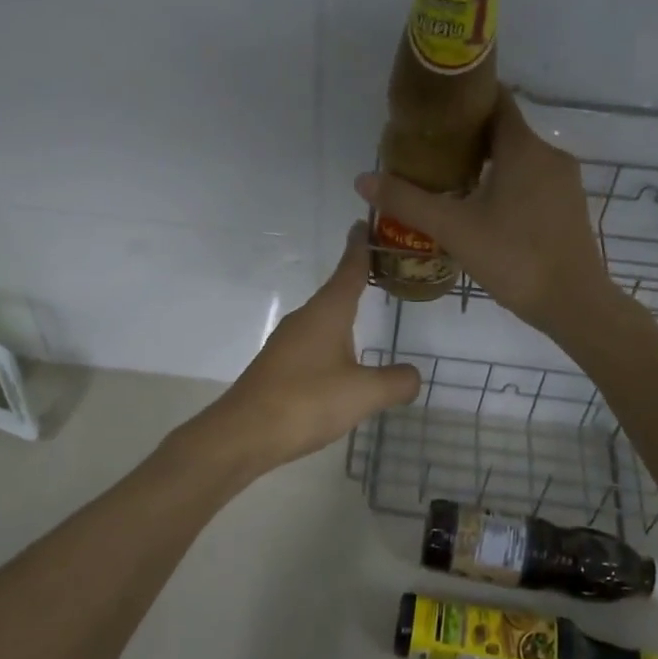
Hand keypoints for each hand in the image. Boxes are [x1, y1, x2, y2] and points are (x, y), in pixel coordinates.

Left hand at [205, 225, 420, 471]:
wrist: (243, 433)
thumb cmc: (307, 402)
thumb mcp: (364, 394)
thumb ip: (396, 382)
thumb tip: (414, 376)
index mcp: (327, 313)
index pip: (349, 270)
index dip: (359, 248)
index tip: (364, 224)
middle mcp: (305, 320)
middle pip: (335, 293)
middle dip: (356, 282)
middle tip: (382, 274)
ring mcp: (287, 343)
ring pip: (323, 321)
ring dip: (343, 317)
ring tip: (366, 319)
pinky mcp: (278, 367)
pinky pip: (312, 346)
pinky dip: (331, 345)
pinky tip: (341, 366)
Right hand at [356, 87, 618, 338]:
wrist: (574, 304)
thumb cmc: (514, 258)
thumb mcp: (454, 229)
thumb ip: (408, 202)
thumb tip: (362, 179)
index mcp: (524, 148)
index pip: (495, 101)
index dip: (463, 100)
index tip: (432, 113)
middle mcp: (549, 155)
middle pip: (503, 132)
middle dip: (467, 139)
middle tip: (430, 156)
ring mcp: (564, 183)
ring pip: (518, 160)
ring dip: (486, 166)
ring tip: (449, 185)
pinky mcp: (569, 208)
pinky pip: (532, 183)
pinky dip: (506, 186)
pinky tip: (483, 212)